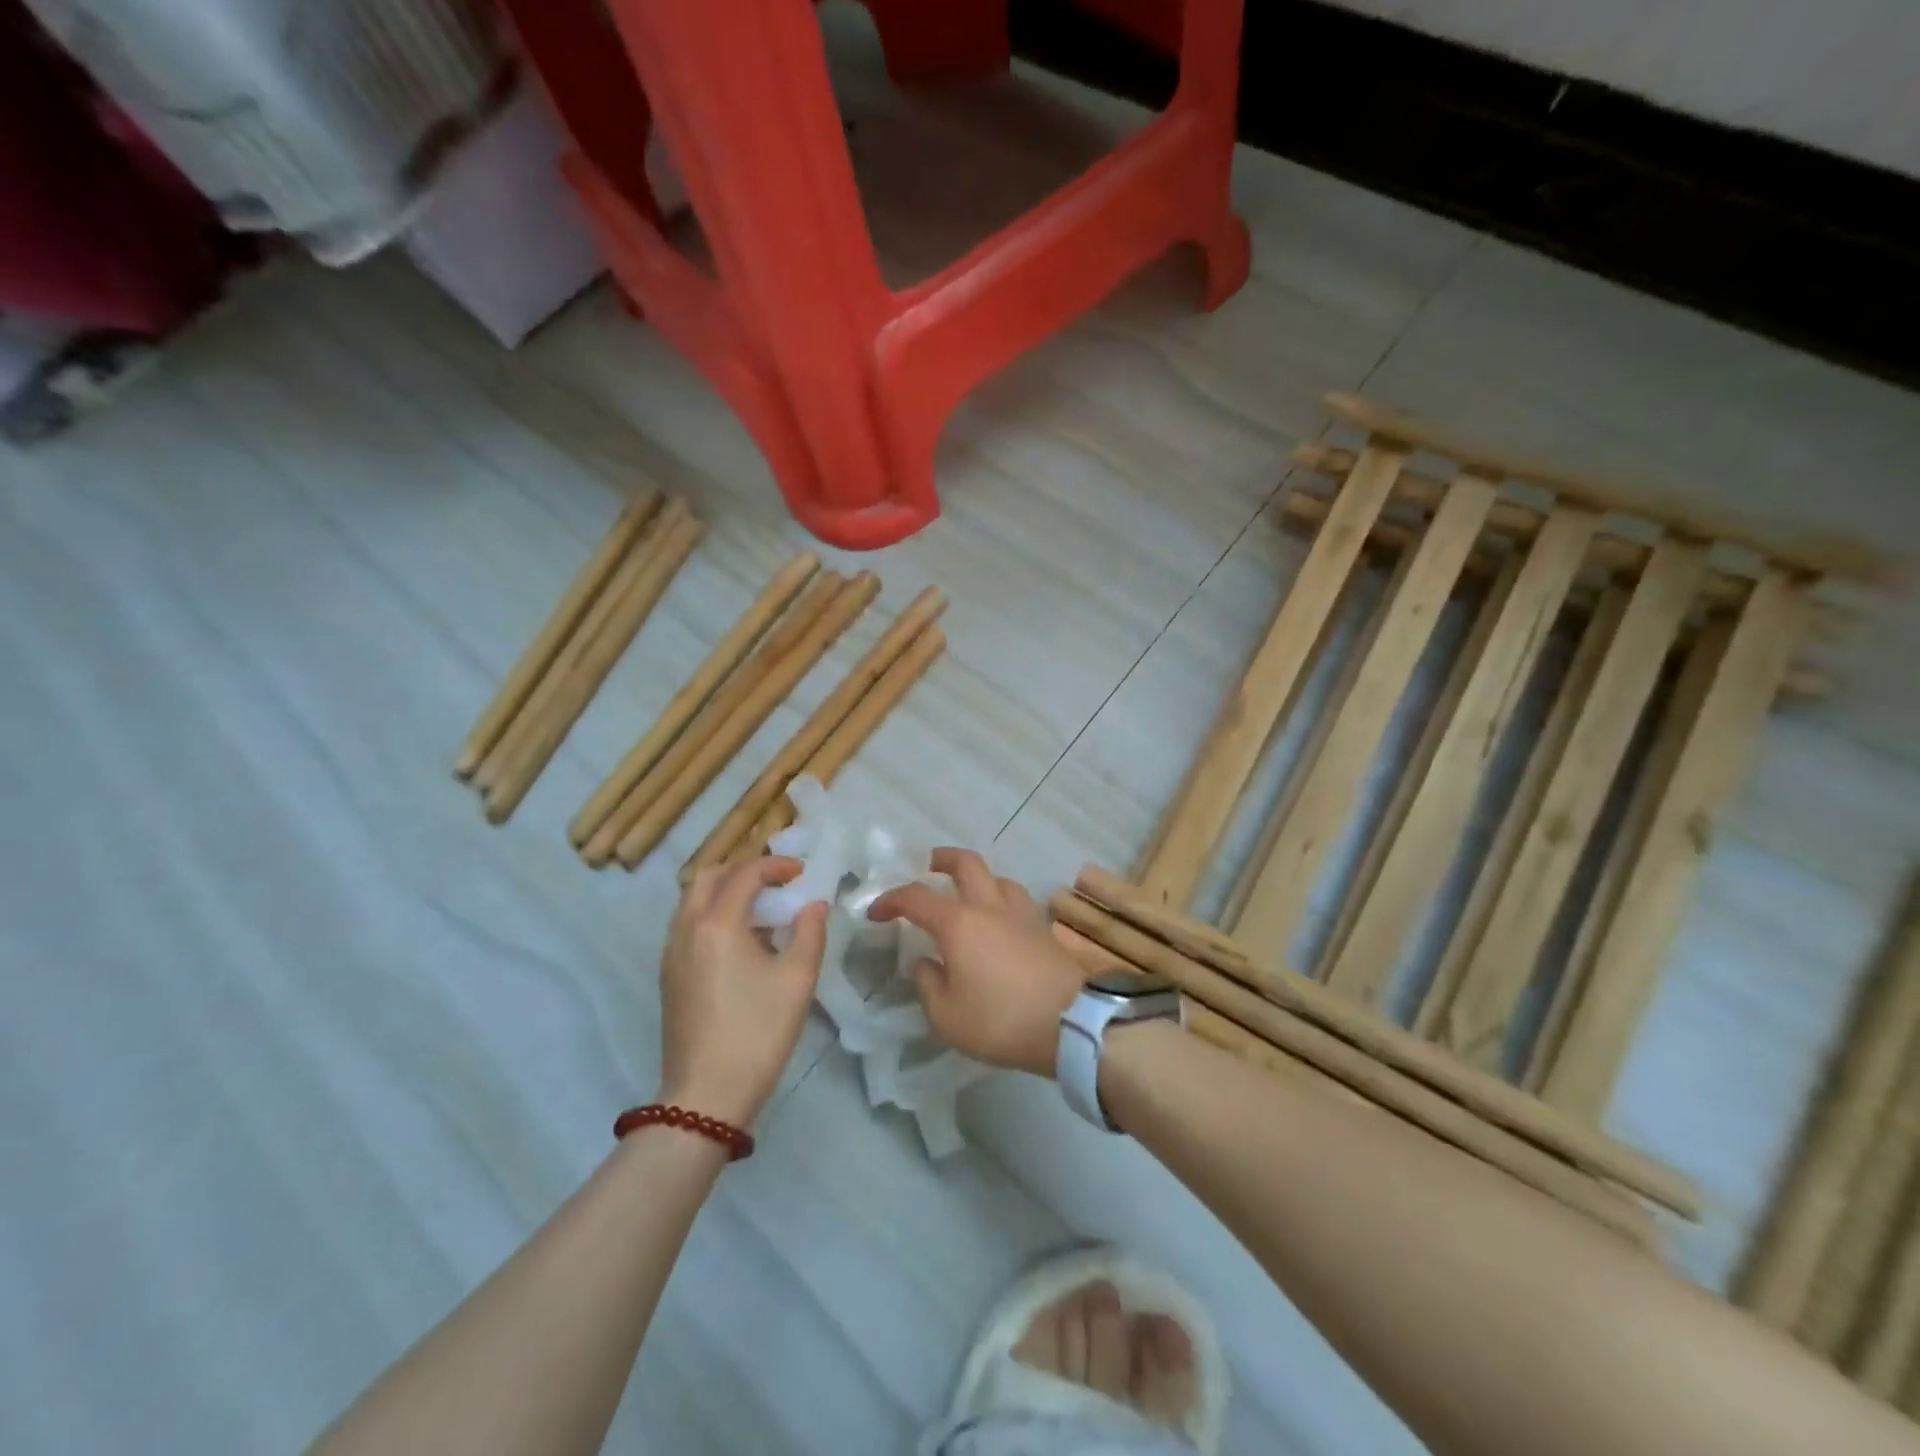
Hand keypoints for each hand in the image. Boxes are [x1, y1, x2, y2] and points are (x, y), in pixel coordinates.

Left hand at [658, 858, 827, 1127]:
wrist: (706, 1096)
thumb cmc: (758, 1032)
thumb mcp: (798, 980)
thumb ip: (810, 931)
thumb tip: (814, 904)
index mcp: (718, 923)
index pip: (745, 873)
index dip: (775, 866)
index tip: (801, 873)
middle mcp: (687, 928)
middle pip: (709, 877)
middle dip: (744, 870)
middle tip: (777, 884)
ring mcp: (672, 952)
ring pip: (693, 900)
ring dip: (726, 892)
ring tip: (762, 912)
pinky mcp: (669, 975)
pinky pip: (688, 924)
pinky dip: (713, 914)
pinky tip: (742, 943)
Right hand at [868, 849, 1084, 1077]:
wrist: (1070, 1023)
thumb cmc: (1000, 1020)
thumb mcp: (947, 1016)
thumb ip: (929, 984)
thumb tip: (927, 963)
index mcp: (958, 923)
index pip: (916, 898)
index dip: (891, 900)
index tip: (876, 913)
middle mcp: (989, 906)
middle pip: (966, 863)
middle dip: (942, 859)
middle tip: (929, 866)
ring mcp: (1021, 913)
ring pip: (997, 877)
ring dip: (977, 878)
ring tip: (968, 895)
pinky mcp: (1043, 928)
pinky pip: (1017, 899)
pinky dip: (1000, 899)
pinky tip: (999, 920)